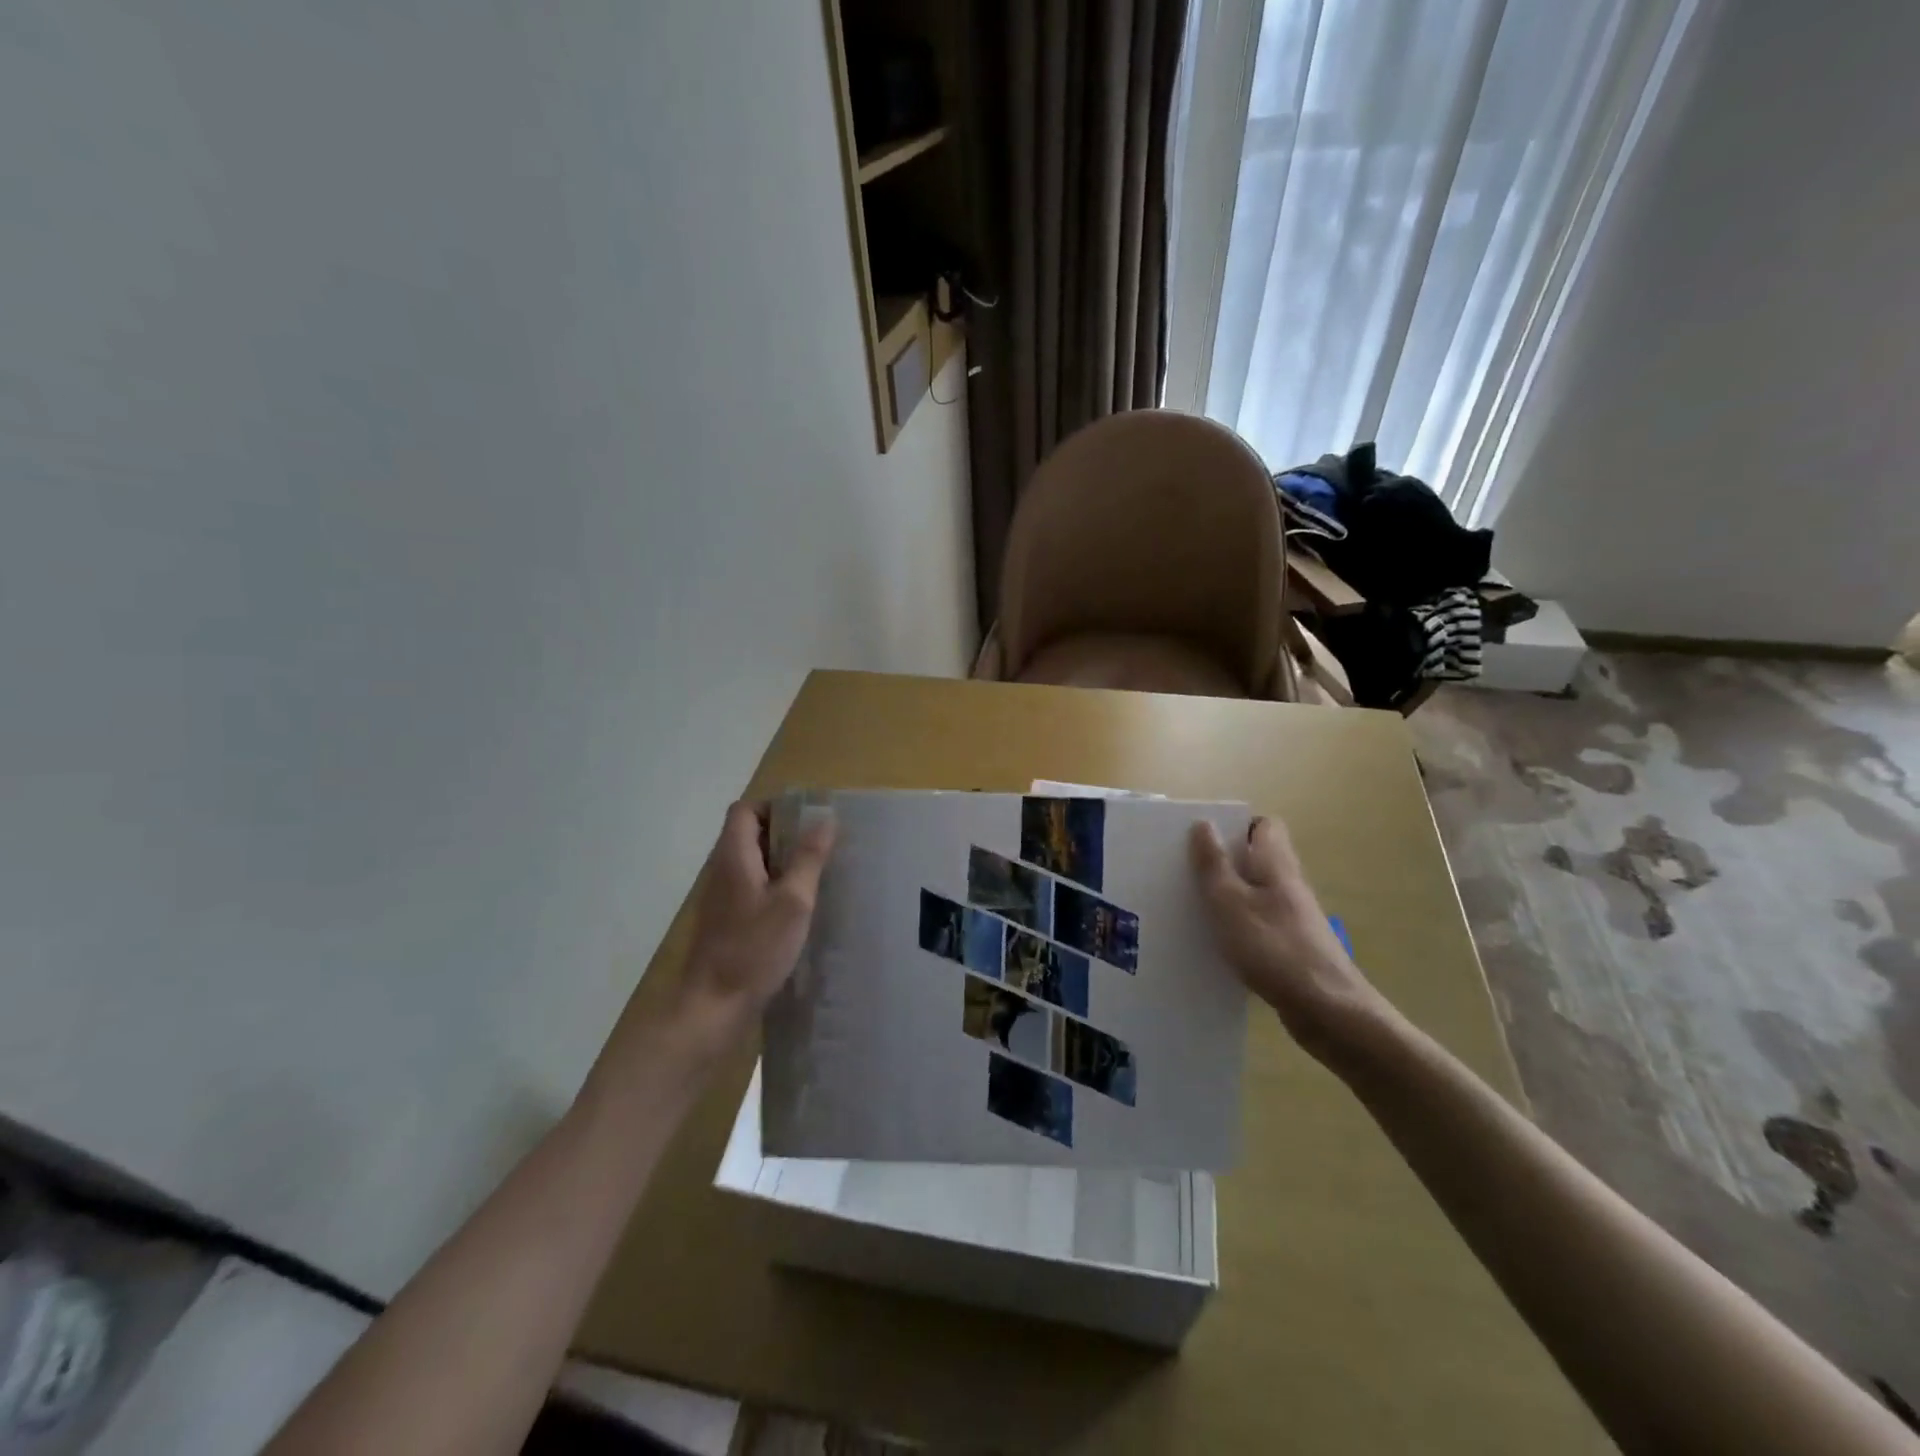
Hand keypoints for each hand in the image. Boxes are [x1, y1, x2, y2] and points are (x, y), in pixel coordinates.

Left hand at [668, 801, 834, 1060]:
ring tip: (816, 874)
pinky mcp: (727, 920)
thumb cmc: (754, 949)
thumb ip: (808, 857)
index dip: (775, 807)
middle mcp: (722, 870)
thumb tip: (826, 819)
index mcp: (734, 857)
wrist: (713, 1007)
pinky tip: (799, 908)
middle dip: (785, 834)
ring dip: (782, 862)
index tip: (808, 821)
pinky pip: (752, 887)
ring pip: (752, 862)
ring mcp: (722, 897)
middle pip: (749, 834)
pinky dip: (774, 886)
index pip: (745, 810)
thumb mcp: (793, 901)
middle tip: (821, 847)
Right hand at [1190, 816, 1391, 1065]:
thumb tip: (1203, 824)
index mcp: (1276, 865)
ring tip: (1193, 907)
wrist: (1328, 1010)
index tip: (1205, 841)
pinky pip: (1259, 924)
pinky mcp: (1292, 947)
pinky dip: (1238, 927)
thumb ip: (1214, 864)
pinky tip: (1217, 944)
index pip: (1264, 826)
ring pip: (1256, 893)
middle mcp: (1289, 886)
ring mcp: (1294, 918)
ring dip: (1228, 896)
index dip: (1236, 827)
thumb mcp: (1230, 902)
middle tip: (1188, 873)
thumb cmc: (1274, 948)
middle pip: (1257, 859)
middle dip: (1224, 862)